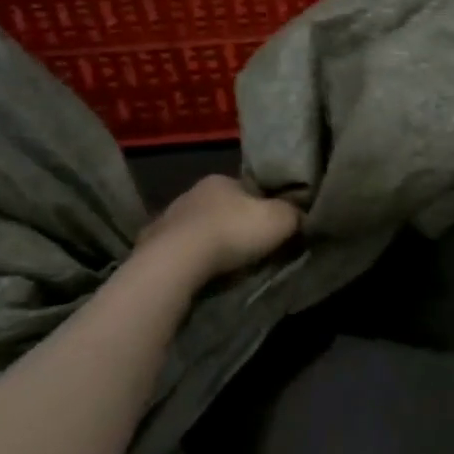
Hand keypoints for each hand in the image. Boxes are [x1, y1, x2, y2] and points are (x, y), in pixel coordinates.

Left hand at [138, 176, 300, 280]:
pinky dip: (191, 260)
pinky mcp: (151, 246)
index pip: (248, 190)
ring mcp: (167, 219)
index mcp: (220, 180)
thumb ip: (294, 213)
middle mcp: (191, 193)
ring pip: (199, 230)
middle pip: (223, 209)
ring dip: (211, 244)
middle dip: (236, 226)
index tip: (273, 228)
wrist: (177, 262)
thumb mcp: (281, 219)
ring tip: (226, 267)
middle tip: (252, 250)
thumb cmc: (233, 232)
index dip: (264, 207)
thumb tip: (302, 215)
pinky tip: (200, 274)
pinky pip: (179, 251)